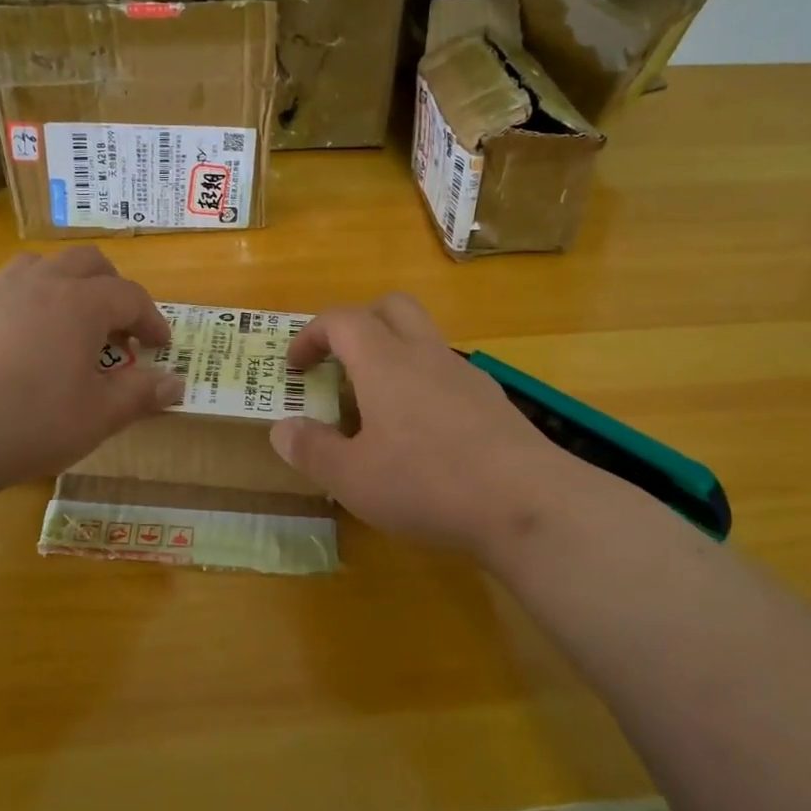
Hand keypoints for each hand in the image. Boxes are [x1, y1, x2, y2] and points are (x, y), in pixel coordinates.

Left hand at [0, 247, 183, 494]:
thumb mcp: (95, 417)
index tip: (159, 347)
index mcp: (81, 303)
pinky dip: (32, 302)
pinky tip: (25, 342)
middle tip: (119, 327)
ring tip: (71, 323)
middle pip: (88, 263)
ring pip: (43, 266)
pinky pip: (10, 288)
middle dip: (113, 288)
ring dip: (68, 284)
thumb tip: (177, 385)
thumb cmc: (26, 420)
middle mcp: (43, 284)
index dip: (152, 319)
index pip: (130, 296)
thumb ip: (139, 396)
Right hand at [269, 294, 618, 561]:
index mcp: (385, 362)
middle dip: (358, 323)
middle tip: (340, 362)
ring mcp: (464, 374)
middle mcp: (425, 354)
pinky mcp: (492, 400)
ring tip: (376, 405)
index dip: (311, 335)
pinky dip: (422, 383)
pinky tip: (421, 433)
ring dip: (393, 354)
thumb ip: (312, 450)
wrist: (528, 503)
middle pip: (391, 307)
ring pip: (423, 338)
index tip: (295, 367)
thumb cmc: (427, 483)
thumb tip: (283, 429)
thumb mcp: (353, 478)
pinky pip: (446, 372)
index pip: (342, 320)